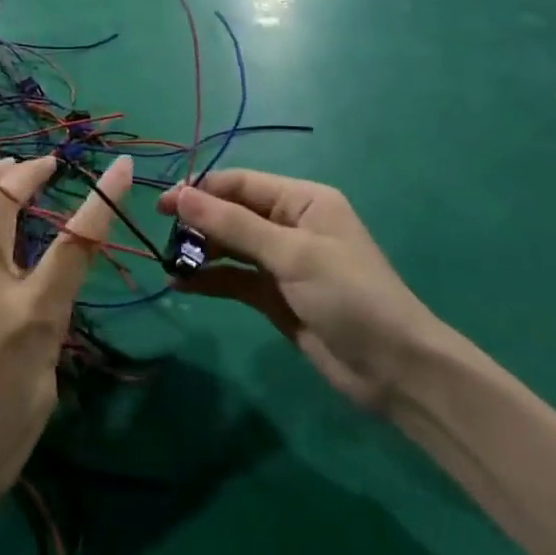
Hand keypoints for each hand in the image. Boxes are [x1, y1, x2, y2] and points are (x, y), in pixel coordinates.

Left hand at [0, 154, 130, 535]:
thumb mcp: (43, 395)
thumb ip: (46, 333)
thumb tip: (39, 299)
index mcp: (30, 319)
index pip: (75, 244)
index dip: (103, 199)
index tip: (121, 166)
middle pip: (4, 205)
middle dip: (29, 172)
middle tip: (45, 165)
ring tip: (4, 168)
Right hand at [158, 171, 443, 413]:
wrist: (394, 370)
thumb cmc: (348, 295)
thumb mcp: (291, 254)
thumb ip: (233, 226)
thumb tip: (180, 195)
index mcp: (303, 200)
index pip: (242, 184)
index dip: (202, 190)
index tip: (163, 203)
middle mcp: (290, 224)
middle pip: (233, 213)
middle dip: (199, 222)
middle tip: (161, 235)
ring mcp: (282, 262)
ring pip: (231, 247)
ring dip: (201, 252)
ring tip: (167, 261)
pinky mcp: (275, 297)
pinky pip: (235, 279)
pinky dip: (210, 280)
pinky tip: (181, 284)